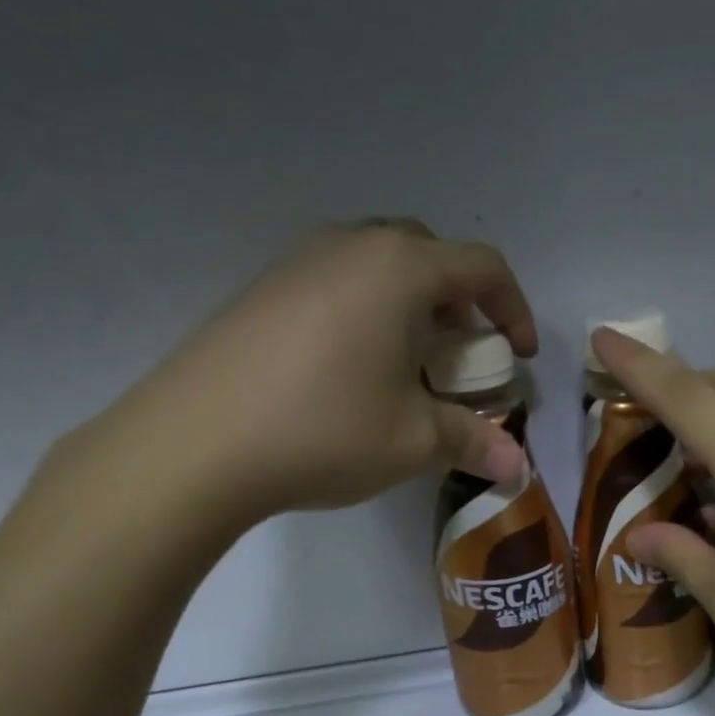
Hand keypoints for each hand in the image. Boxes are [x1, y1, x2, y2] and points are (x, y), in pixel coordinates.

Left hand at [72, 221, 536, 534]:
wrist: (195, 444)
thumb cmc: (324, 429)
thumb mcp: (414, 441)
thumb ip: (473, 443)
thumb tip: (517, 469)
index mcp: (399, 269)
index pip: (482, 267)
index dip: (514, 309)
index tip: (519, 357)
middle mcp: (350, 247)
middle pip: (428, 255)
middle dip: (460, 303)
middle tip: (463, 354)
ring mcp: (298, 262)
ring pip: (378, 266)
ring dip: (411, 306)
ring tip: (410, 364)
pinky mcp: (262, 289)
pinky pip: (336, 283)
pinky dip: (367, 313)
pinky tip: (353, 370)